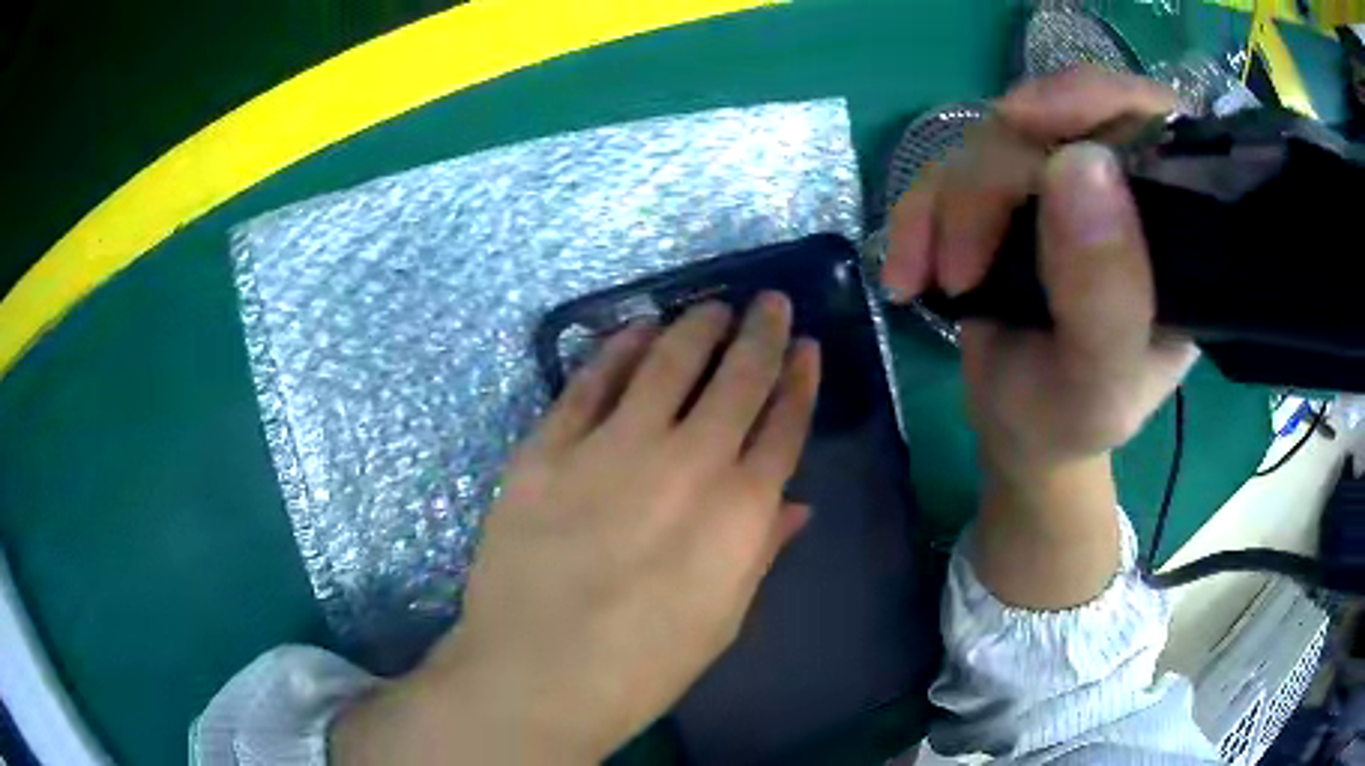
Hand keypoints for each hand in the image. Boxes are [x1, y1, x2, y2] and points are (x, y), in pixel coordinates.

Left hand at [334, 295, 820, 764]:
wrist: (536, 677)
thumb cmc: (642, 666)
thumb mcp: (722, 619)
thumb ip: (761, 551)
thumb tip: (795, 505)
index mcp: (738, 512)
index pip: (784, 425)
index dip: (800, 380)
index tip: (808, 347)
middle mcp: (685, 463)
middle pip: (736, 379)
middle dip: (761, 333)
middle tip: (770, 301)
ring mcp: (611, 449)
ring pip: (666, 363)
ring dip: (695, 327)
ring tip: (710, 306)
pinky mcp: (548, 449)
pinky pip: (588, 384)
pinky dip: (616, 350)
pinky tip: (635, 330)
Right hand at [882, 68, 1197, 478]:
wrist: (1019, 429)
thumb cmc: (1072, 420)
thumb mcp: (1099, 386)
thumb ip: (1108, 296)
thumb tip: (1080, 161)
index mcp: (1174, 228)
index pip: (1153, 118)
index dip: (1095, 97)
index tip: (1027, 121)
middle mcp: (1121, 189)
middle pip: (1052, 121)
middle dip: (991, 183)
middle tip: (963, 268)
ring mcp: (1058, 183)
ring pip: (988, 139)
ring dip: (945, 209)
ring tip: (930, 283)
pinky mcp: (1005, 191)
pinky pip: (945, 167)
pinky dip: (916, 216)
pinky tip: (908, 273)